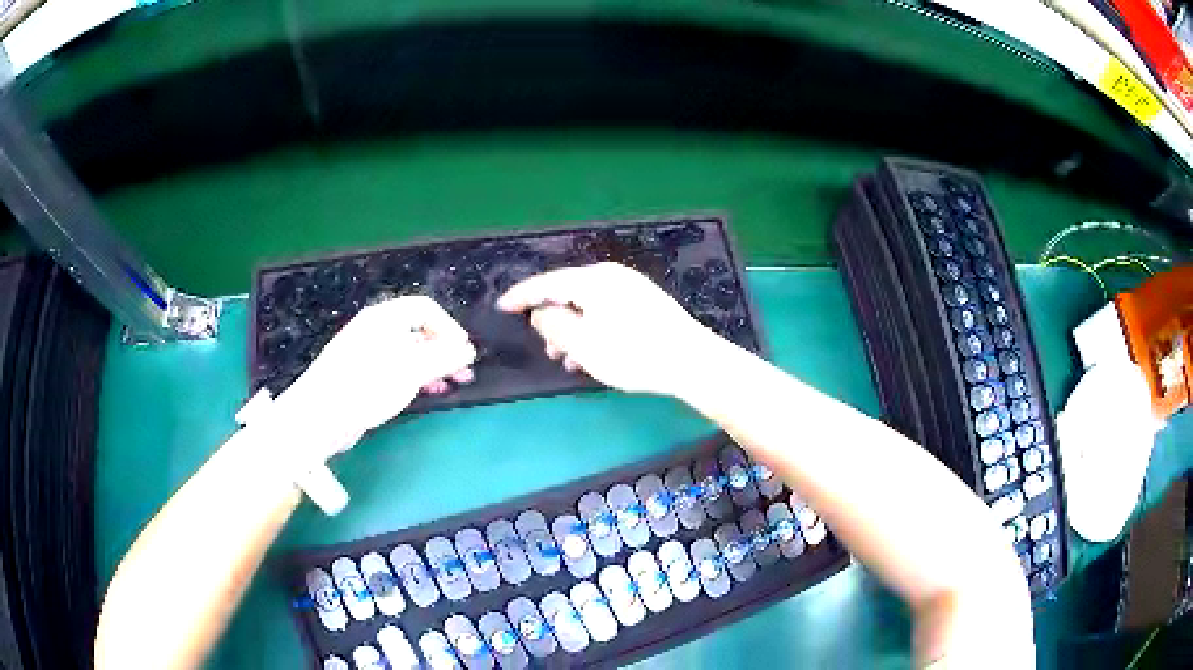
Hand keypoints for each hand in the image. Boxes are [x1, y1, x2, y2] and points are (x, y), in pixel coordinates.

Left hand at [275, 296, 476, 455]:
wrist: (321, 417)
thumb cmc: (365, 386)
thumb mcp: (411, 370)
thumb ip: (443, 358)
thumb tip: (467, 350)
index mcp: (384, 318)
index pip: (425, 308)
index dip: (449, 327)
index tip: (464, 351)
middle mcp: (375, 330)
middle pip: (418, 330)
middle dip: (444, 350)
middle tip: (463, 372)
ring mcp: (367, 353)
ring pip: (409, 353)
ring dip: (432, 367)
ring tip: (450, 385)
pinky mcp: (363, 377)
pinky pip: (396, 370)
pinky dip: (415, 378)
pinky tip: (425, 393)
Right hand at [497, 262, 722, 396]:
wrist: (692, 361)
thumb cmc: (633, 354)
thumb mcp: (583, 343)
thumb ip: (553, 325)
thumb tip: (540, 312)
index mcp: (593, 280)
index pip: (546, 282)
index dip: (521, 296)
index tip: (502, 306)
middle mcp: (611, 277)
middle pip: (568, 292)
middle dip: (551, 319)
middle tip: (542, 345)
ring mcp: (631, 289)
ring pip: (588, 306)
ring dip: (572, 331)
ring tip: (566, 359)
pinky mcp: (645, 304)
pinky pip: (606, 312)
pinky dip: (592, 331)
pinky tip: (592, 356)